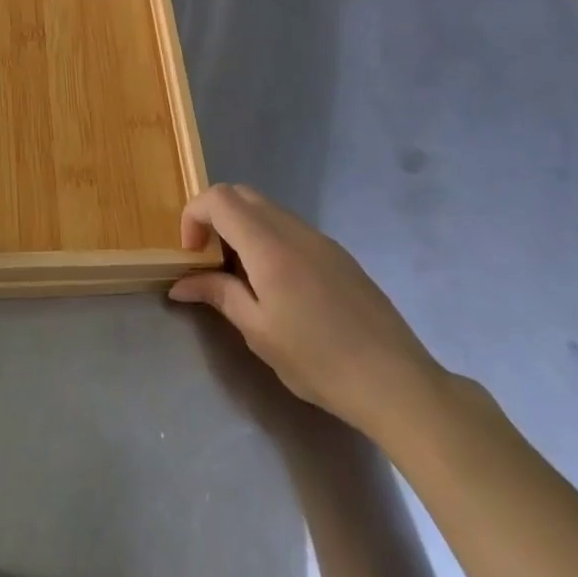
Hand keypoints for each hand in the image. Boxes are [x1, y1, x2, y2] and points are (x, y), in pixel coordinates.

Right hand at [169, 184, 444, 444]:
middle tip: (209, 260)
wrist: (396, 382)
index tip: (192, 255)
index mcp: (269, 245)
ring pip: (267, 210)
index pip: (219, 198)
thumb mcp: (258, 331)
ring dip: (242, 228)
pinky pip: (291, 228)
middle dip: (214, 217)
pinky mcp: (338, 254)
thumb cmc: (319, 360)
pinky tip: (277, 286)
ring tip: (241, 277)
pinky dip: (268, 239)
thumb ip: (219, 295)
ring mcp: (321, 239)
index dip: (194, 216)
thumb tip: (181, 283)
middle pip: (242, 195)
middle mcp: (294, 230)